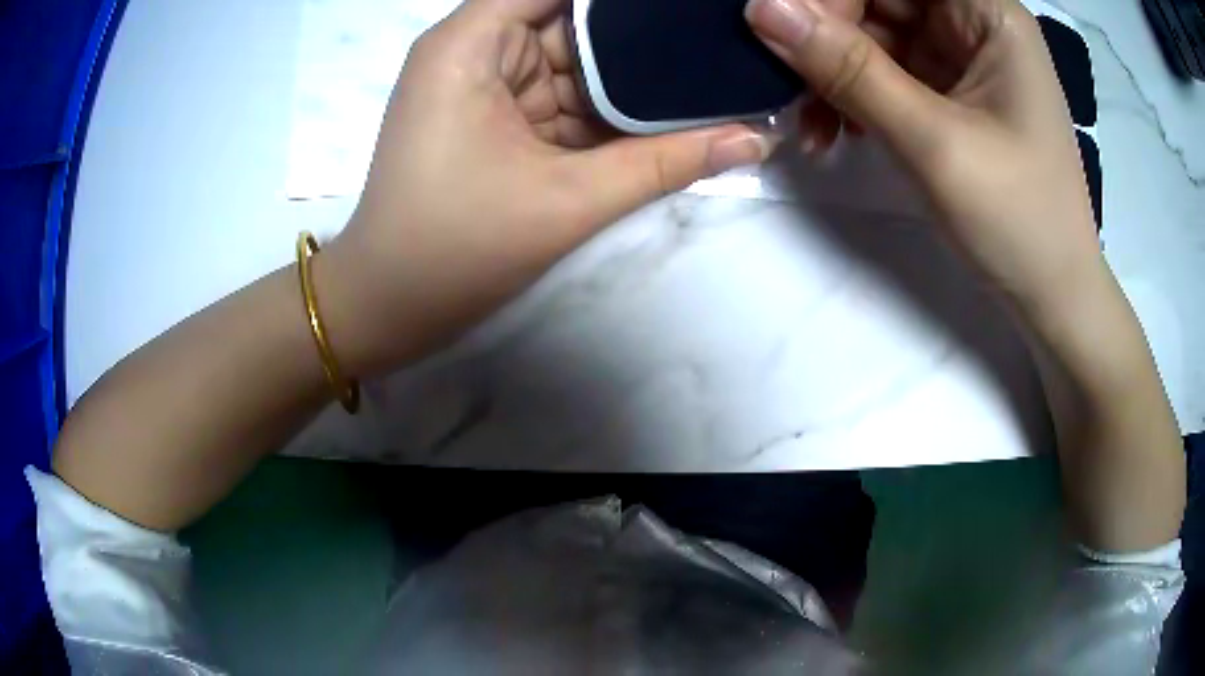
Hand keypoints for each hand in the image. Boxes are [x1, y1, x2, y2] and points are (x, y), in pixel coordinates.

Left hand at [317, 0, 774, 374]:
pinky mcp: (495, 118)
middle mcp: (476, 49)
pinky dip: (605, 109)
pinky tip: (666, 111)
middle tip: (715, 40)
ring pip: (573, 62)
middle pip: (571, 20)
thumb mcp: (568, 199)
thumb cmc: (455, 248)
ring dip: (630, 75)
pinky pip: (561, 98)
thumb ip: (666, 162)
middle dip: (640, 35)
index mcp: (472, 42)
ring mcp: (485, 85)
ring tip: (707, 73)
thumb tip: (755, 139)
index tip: (690, 8)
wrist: (390, 306)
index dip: (627, 0)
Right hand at [746, 0, 1104, 317]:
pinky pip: (887, 74)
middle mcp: (974, 23)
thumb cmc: (1018, 220)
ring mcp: (962, 60)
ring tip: (811, 125)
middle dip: (828, 37)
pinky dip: (855, 98)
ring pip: (876, 37)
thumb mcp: (933, 141)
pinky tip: (837, 131)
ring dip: (834, 75)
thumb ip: (850, 70)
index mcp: (988, 14)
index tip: (780, 31)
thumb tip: (763, 9)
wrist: (1052, 297)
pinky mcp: (951, 94)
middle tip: (788, 86)